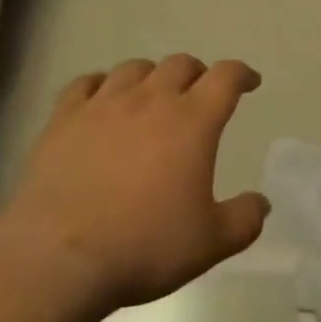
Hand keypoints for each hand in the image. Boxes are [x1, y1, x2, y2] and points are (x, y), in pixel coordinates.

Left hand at [0, 55, 269, 317]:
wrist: (59, 257)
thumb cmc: (144, 246)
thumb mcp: (209, 243)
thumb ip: (244, 219)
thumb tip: (262, 203)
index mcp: (192, 120)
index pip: (226, 77)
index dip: (242, 74)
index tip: (249, 82)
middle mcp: (151, 99)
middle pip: (180, 64)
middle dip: (196, 73)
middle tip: (199, 94)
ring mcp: (104, 104)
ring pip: (134, 68)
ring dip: (151, 76)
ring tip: (151, 95)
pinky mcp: (65, 118)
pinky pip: (85, 83)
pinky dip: (100, 85)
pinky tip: (100, 99)